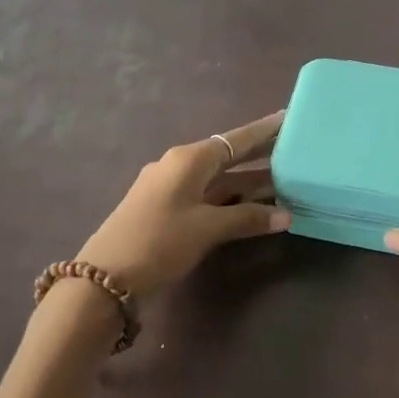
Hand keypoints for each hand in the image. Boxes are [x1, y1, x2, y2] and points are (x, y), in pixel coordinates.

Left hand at [78, 112, 288, 299]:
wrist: (104, 279)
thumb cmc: (159, 242)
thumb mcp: (207, 229)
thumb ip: (247, 219)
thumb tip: (286, 216)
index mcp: (189, 159)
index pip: (236, 139)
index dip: (264, 131)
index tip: (289, 118)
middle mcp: (179, 166)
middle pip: (228, 157)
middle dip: (260, 156)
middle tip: (294, 149)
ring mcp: (170, 188)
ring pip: (219, 180)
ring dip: (248, 184)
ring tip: (285, 182)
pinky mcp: (165, 210)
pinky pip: (207, 196)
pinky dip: (231, 200)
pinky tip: (251, 209)